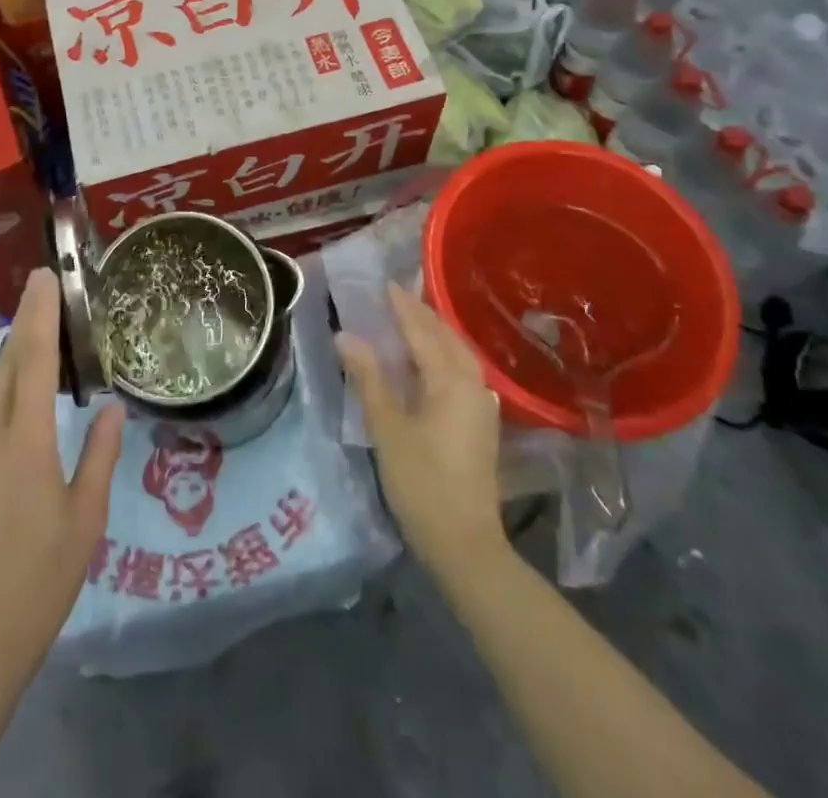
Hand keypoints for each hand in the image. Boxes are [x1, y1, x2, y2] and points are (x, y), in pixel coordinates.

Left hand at [0, 268, 124, 689]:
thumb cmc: (40, 579)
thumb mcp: (86, 518)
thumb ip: (100, 454)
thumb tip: (112, 405)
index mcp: (25, 443)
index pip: (33, 361)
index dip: (40, 315)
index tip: (46, 277)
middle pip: (6, 365)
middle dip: (26, 325)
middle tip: (49, 296)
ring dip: (14, 359)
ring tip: (42, 343)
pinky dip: (1, 392)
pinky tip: (20, 403)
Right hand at [336, 282, 504, 577]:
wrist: (465, 544)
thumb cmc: (421, 482)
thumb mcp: (387, 428)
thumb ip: (368, 378)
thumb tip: (346, 335)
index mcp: (450, 381)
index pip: (422, 331)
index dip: (402, 307)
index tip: (385, 283)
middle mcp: (472, 385)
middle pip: (446, 338)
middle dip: (422, 314)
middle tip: (396, 296)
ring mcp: (481, 406)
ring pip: (459, 355)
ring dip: (436, 333)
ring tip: (411, 321)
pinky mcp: (481, 424)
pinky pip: (463, 372)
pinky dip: (444, 355)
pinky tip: (431, 362)